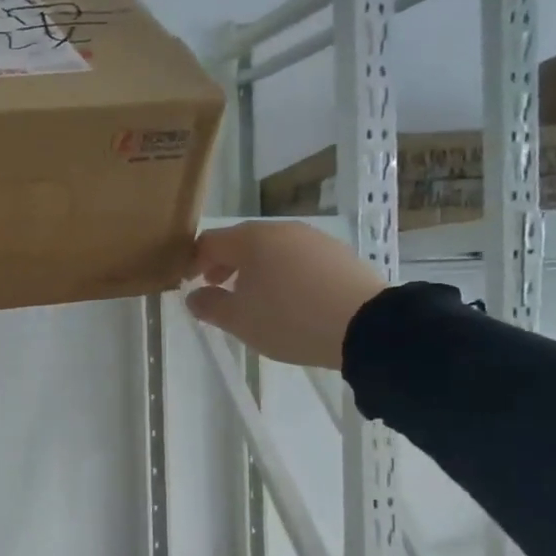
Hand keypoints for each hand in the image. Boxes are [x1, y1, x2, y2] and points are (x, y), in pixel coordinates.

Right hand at [185, 221, 386, 369]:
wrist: (366, 326)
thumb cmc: (289, 319)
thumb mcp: (239, 320)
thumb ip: (209, 306)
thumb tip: (194, 296)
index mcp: (251, 240)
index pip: (209, 242)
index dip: (193, 262)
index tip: (189, 285)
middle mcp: (281, 230)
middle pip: (240, 241)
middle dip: (223, 264)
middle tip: (217, 289)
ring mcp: (313, 239)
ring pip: (271, 249)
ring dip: (254, 269)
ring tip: (254, 299)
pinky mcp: (337, 254)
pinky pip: (297, 259)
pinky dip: (282, 273)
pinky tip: (288, 299)